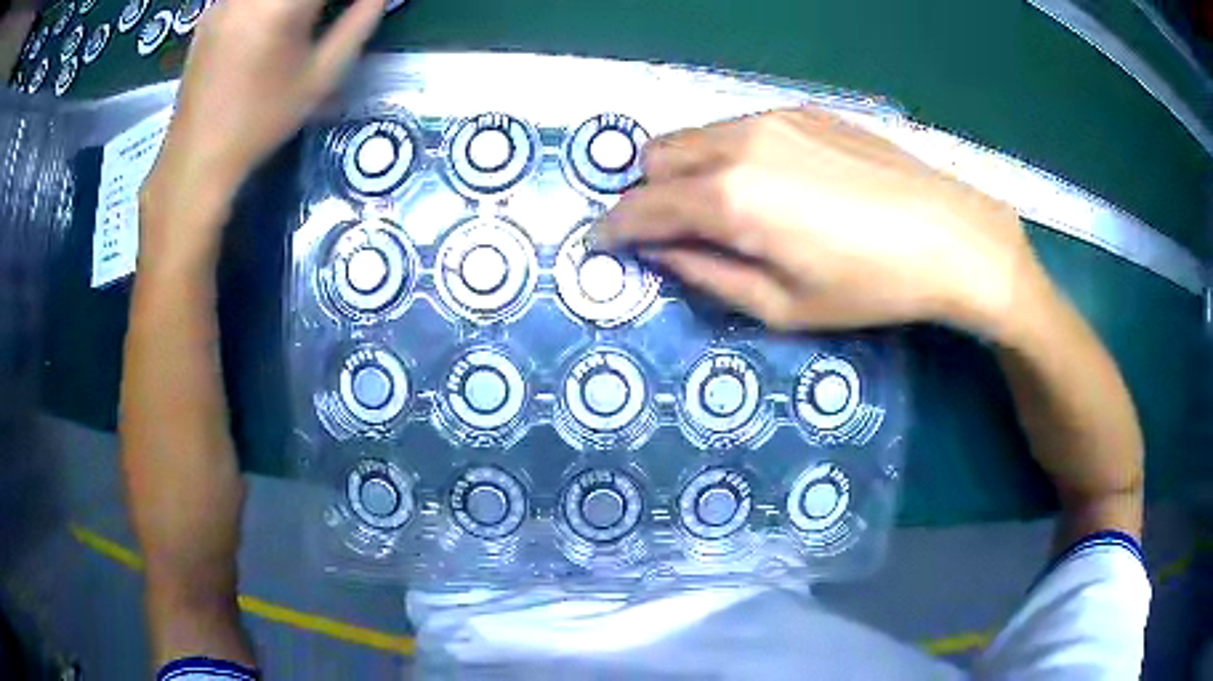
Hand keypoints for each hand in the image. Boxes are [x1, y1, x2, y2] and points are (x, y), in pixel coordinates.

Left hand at [140, 0, 384, 271]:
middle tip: (331, 13)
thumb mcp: (321, 75)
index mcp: (281, 5)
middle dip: (319, 1)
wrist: (198, 156)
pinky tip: (273, 21)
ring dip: (297, 2)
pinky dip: (269, 4)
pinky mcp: (212, 10)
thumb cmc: (262, 121)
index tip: (362, 3)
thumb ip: (359, 21)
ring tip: (307, 18)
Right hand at [595, 110, 1044, 338]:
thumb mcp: (782, 305)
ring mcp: (769, 118)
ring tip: (716, 208)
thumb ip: (707, 275)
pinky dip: (723, 154)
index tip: (599, 247)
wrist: (948, 235)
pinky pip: (734, 127)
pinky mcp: (800, 111)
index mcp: (728, 197)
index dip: (611, 230)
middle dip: (645, 196)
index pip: (641, 208)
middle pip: (655, 158)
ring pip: (692, 136)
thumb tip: (660, 254)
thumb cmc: (869, 285)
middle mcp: (737, 143)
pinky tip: (765, 182)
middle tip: (667, 233)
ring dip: (681, 171)